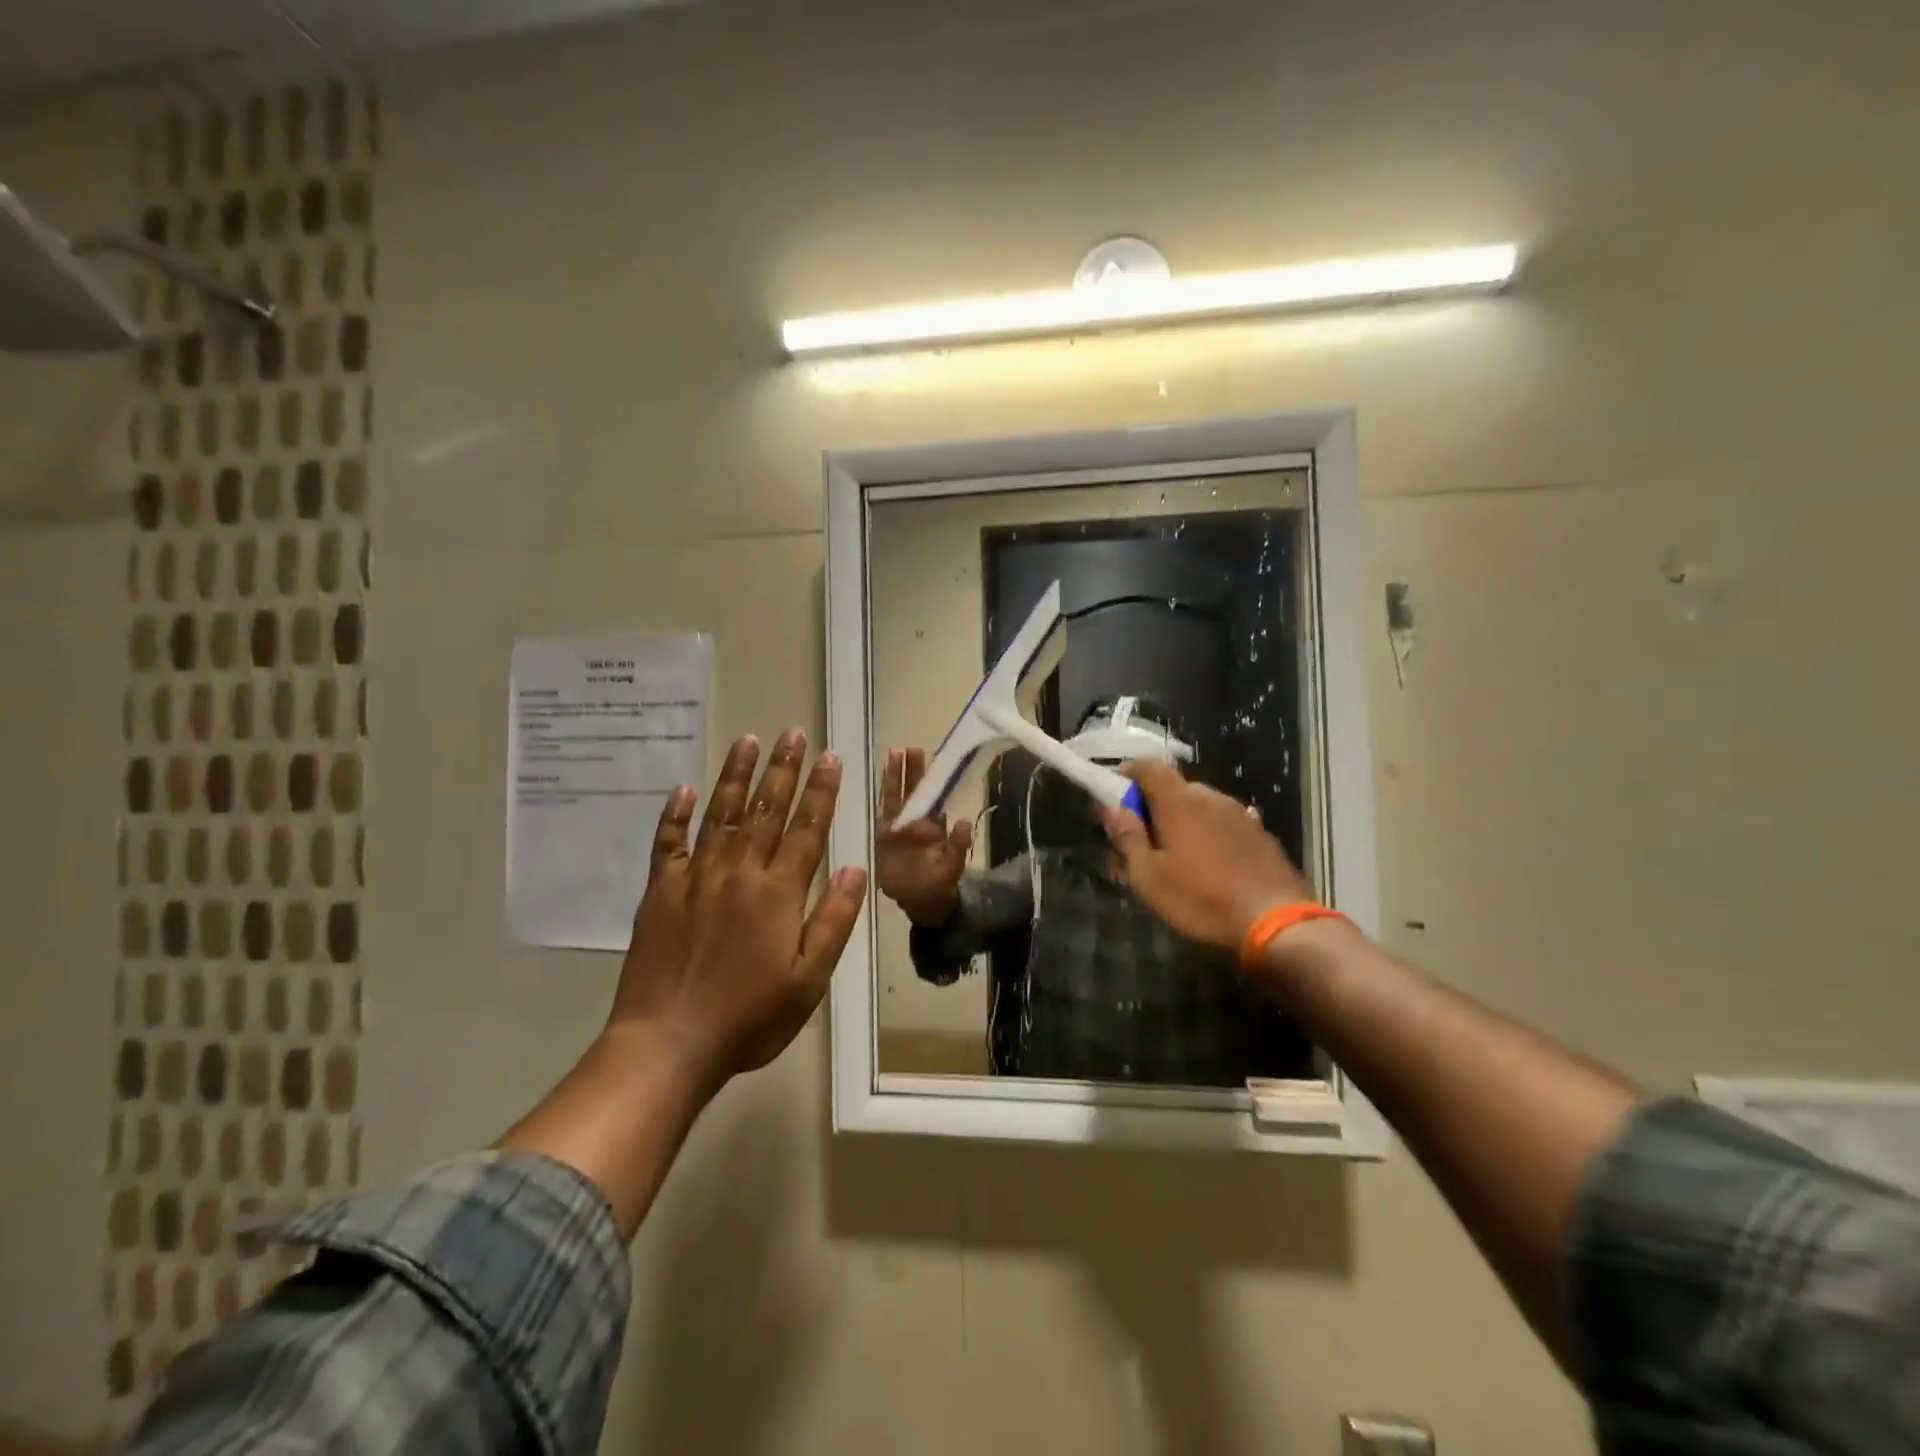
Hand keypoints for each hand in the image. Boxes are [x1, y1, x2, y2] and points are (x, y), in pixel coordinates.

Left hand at [609, 728, 868, 1089]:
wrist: (667, 1043)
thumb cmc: (749, 1017)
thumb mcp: (809, 980)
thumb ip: (833, 921)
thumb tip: (857, 869)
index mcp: (777, 893)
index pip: (807, 829)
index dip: (821, 791)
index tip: (830, 757)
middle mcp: (738, 873)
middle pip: (765, 810)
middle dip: (783, 769)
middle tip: (793, 733)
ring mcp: (694, 878)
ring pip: (719, 814)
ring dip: (735, 775)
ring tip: (748, 740)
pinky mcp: (659, 892)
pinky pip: (668, 843)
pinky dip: (675, 815)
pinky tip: (684, 790)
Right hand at [873, 746, 972, 925]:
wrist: (918, 902)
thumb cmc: (938, 884)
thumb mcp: (952, 867)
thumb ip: (958, 846)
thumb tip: (963, 822)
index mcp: (935, 825)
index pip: (933, 795)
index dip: (931, 778)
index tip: (933, 761)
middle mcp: (917, 821)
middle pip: (913, 790)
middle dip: (911, 769)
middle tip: (910, 747)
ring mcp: (899, 827)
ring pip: (896, 796)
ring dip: (894, 776)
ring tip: (893, 753)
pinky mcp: (883, 837)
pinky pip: (882, 813)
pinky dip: (881, 798)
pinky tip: (878, 781)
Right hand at [1101, 761, 1311, 954]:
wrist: (1277, 922)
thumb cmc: (1201, 899)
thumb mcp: (1149, 877)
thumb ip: (1128, 838)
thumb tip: (1113, 810)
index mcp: (1179, 802)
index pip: (1149, 767)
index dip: (1128, 773)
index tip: (1114, 793)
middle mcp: (1211, 798)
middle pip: (1175, 788)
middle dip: (1154, 805)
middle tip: (1141, 836)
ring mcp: (1240, 814)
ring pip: (1201, 806)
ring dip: (1183, 821)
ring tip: (1176, 856)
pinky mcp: (1260, 834)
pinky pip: (1223, 823)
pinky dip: (1208, 834)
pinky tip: (1209, 866)